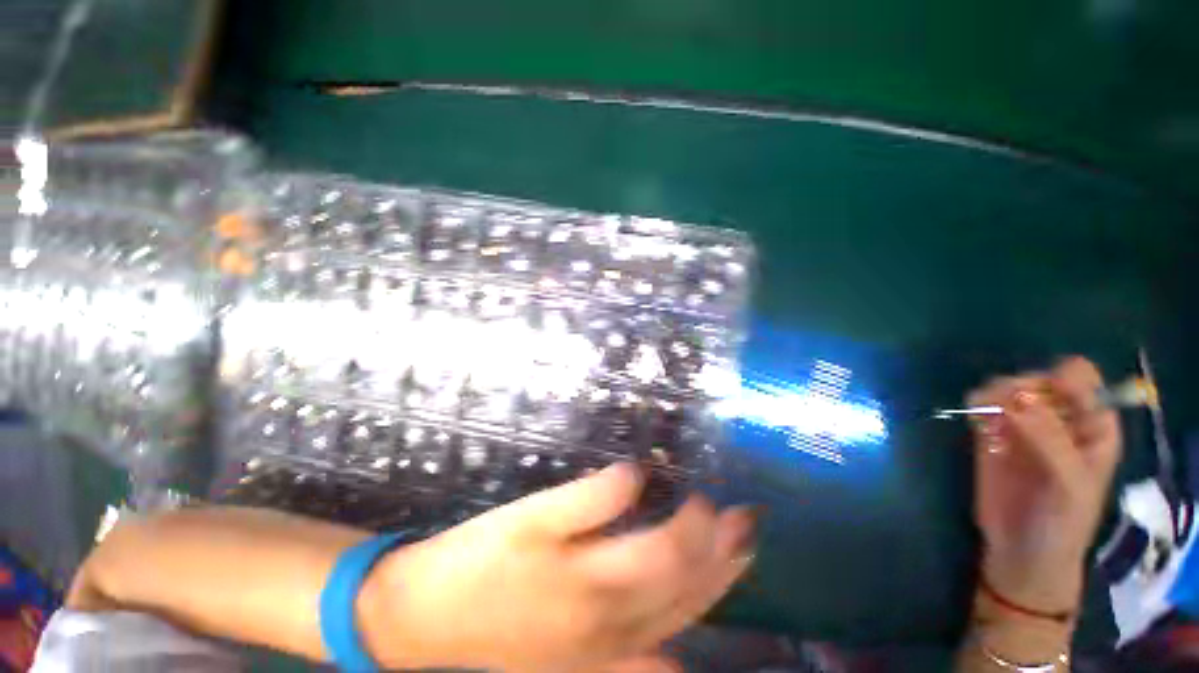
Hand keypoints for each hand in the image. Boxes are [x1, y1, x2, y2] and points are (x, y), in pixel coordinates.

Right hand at [360, 464, 755, 671]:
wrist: (429, 616)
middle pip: (685, 589)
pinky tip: (688, 648)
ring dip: (715, 588)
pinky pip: (644, 662)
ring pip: (676, 622)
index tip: (705, 493)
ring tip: (742, 560)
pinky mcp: (583, 662)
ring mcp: (600, 650)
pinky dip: (674, 648)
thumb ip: (591, 498)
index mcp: (596, 582)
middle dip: (724, 555)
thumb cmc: (482, 556)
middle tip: (750, 522)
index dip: (696, 524)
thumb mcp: (533, 515)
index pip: (670, 553)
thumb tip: (637, 475)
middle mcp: (610, 623)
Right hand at [967, 357, 1121, 613]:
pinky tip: (976, 421)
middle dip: (1020, 388)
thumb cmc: (1062, 521)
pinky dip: (976, 405)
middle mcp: (1059, 419)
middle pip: (1038, 379)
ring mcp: (1023, 427)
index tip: (1040, 399)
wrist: (1024, 551)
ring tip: (987, 417)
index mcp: (1092, 424)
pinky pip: (982, 406)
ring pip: (1006, 388)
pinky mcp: (992, 436)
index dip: (1060, 380)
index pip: (1080, 378)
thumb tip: (1018, 398)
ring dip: (993, 394)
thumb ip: (1050, 439)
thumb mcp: (1069, 482)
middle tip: (1008, 413)